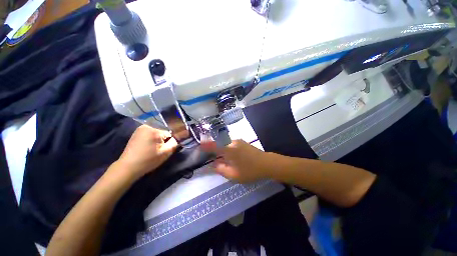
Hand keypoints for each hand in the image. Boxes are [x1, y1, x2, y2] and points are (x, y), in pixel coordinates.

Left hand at [117, 125, 177, 178]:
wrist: (128, 167)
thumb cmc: (148, 160)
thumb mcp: (166, 152)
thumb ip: (175, 142)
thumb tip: (178, 138)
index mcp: (154, 130)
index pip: (169, 134)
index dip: (169, 142)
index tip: (164, 150)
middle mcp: (147, 126)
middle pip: (162, 133)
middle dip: (163, 141)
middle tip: (158, 151)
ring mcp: (140, 129)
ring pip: (156, 134)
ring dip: (157, 141)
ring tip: (152, 150)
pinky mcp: (136, 133)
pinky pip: (149, 135)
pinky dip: (151, 140)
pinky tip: (147, 148)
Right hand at [201, 140, 275, 182]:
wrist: (267, 163)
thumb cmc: (250, 170)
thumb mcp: (233, 174)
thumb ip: (221, 169)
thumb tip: (213, 164)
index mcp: (228, 149)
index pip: (213, 145)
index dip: (205, 145)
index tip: (198, 147)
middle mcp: (232, 142)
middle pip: (217, 142)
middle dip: (210, 146)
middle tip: (206, 153)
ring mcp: (237, 141)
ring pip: (223, 142)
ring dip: (218, 147)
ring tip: (215, 154)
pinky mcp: (241, 142)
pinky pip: (229, 143)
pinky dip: (224, 147)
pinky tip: (225, 153)